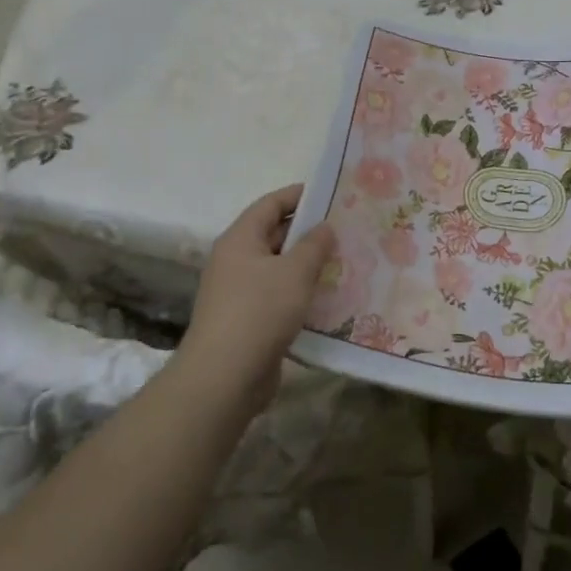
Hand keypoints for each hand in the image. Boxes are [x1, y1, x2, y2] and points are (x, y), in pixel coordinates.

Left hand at [172, 184, 334, 412]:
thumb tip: (324, 227)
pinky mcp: (248, 321)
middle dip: (308, 231)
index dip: (298, 195)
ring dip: (307, 265)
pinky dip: (300, 292)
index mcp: (240, 239)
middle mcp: (235, 261)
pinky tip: (328, 297)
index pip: (270, 204)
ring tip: (344, 261)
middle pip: (274, 235)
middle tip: (345, 230)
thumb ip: (314, 245)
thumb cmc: (260, 311)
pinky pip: (278, 296)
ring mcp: (239, 292)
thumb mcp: (295, 272)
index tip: (330, 194)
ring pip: (278, 268)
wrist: (225, 377)